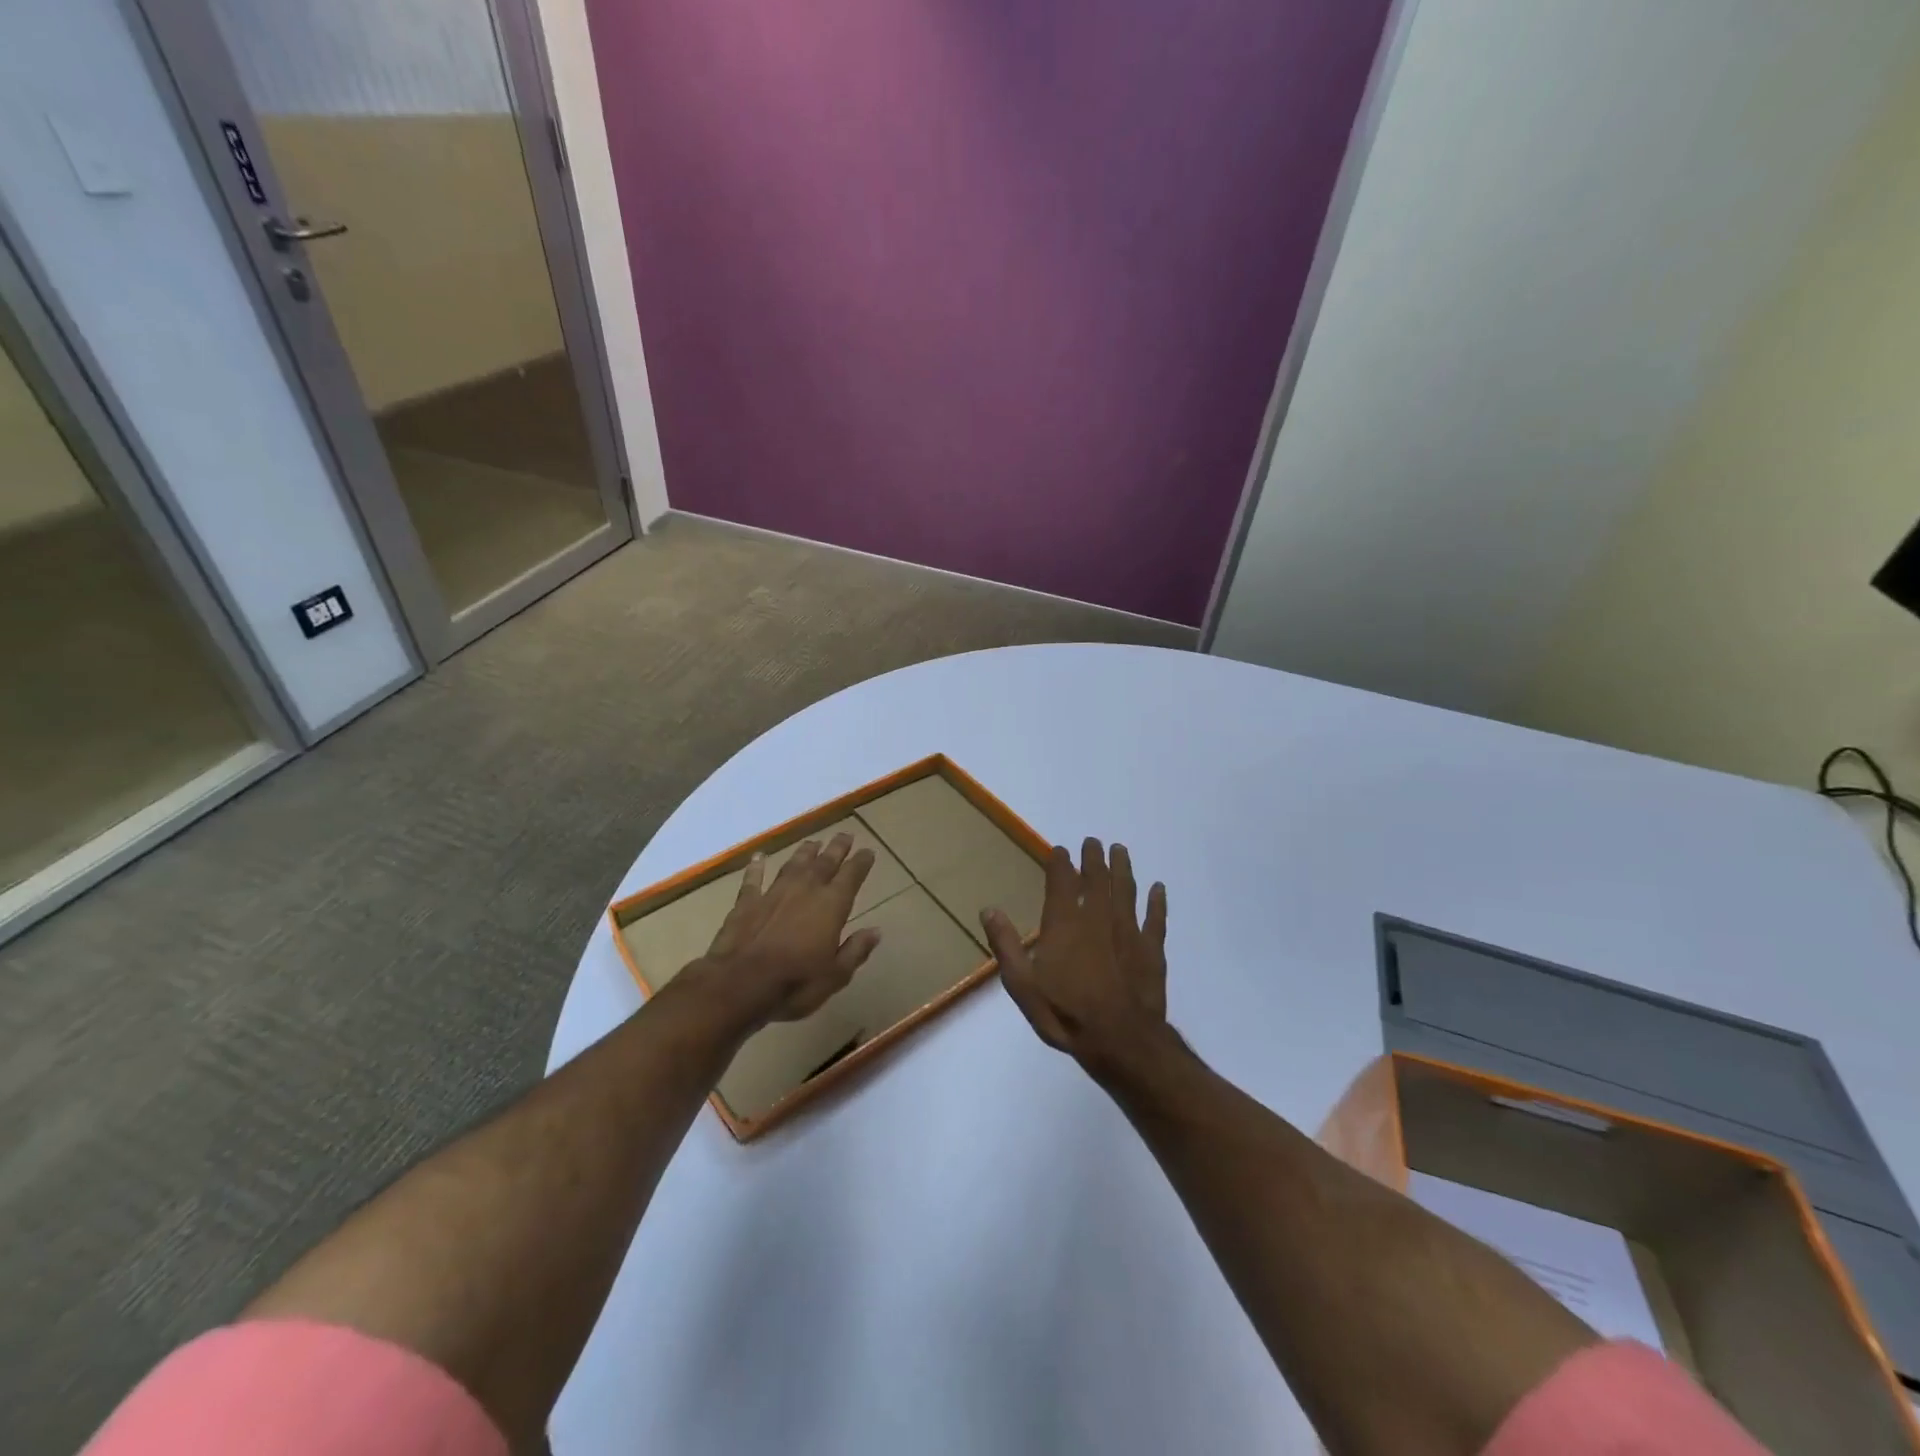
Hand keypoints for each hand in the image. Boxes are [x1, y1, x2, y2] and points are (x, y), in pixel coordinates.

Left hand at [687, 833, 881, 1025]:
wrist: (739, 984)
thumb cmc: (795, 983)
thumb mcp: (835, 975)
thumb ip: (855, 950)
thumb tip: (875, 931)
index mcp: (831, 905)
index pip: (851, 876)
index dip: (861, 862)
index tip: (868, 851)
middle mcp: (805, 890)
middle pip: (825, 862)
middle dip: (837, 848)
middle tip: (845, 835)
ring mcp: (774, 893)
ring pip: (793, 864)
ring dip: (804, 852)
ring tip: (813, 843)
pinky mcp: (747, 902)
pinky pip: (754, 879)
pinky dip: (757, 867)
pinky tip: (758, 857)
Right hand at [980, 838, 1168, 1075]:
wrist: (1120, 1040)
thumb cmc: (1065, 1013)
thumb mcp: (1022, 984)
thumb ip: (1006, 945)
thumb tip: (989, 909)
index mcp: (1065, 923)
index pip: (1061, 882)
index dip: (1060, 863)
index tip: (1060, 850)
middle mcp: (1098, 918)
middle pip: (1097, 879)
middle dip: (1094, 858)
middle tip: (1093, 842)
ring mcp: (1129, 931)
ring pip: (1126, 890)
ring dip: (1123, 868)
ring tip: (1120, 851)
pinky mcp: (1152, 950)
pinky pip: (1156, 918)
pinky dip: (1157, 902)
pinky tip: (1158, 889)